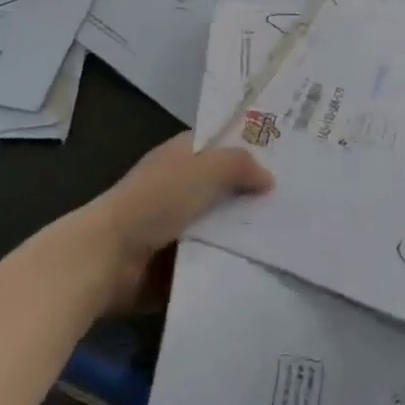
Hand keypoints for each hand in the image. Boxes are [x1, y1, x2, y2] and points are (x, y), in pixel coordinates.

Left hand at [75, 133, 273, 311]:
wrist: (108, 257)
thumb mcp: (204, 170)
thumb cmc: (155, 201)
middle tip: (297, 199)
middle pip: (225, 184)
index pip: (221, 142)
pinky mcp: (175, 260)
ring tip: (287, 233)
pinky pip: (210, 256)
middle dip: (253, 192)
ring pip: (220, 222)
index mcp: (182, 154)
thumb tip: (269, 178)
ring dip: (243, 230)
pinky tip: (262, 262)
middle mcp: (180, 183)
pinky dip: (229, 259)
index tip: (286, 156)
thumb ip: (239, 165)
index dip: (250, 146)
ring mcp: (177, 224)